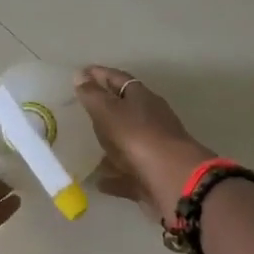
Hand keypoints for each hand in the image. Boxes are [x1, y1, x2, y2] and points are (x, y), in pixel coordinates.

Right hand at [74, 66, 214, 223]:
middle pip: (125, 111)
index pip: (119, 79)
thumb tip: (80, 74)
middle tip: (82, 110)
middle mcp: (150, 120)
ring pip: (126, 144)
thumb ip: (93, 95)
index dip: (100, 74)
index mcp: (142, 98)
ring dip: (109, 145)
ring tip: (87, 147)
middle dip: (105, 110)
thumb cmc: (138, 136)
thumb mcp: (109, 111)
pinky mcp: (150, 176)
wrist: (173, 179)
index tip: (81, 73)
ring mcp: (152, 149)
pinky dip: (113, 177)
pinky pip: (126, 175)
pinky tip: (98, 181)